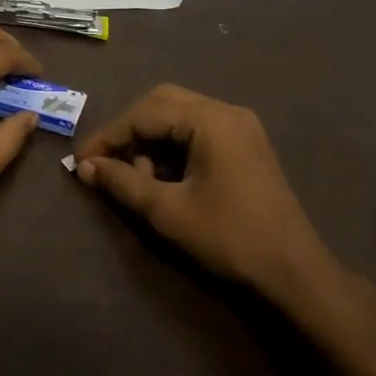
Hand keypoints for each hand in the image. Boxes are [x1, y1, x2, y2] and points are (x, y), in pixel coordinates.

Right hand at [74, 84, 350, 313]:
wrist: (293, 271)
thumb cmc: (228, 238)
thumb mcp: (167, 211)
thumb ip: (122, 182)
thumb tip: (85, 166)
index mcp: (211, 120)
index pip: (145, 113)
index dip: (109, 136)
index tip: (81, 162)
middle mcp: (227, 112)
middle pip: (162, 104)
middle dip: (129, 132)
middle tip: (106, 163)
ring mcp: (240, 127)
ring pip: (179, 117)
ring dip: (151, 141)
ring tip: (138, 179)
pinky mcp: (245, 146)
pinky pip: (197, 132)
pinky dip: (173, 148)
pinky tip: (163, 179)